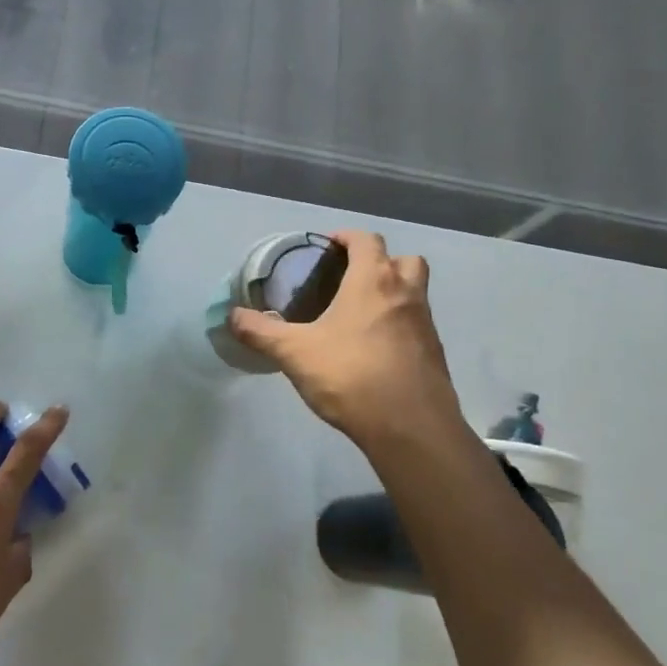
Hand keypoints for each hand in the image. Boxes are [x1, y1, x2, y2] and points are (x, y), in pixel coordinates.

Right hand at [229, 231, 460, 451]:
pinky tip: (374, 348)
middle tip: (350, 278)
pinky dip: (399, 324)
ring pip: (415, 291)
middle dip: (379, 261)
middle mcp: (405, 293)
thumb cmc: (350, 376)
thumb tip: (232, 316)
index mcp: (373, 281)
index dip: (346, 237)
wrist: (410, 428)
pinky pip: (417, 324)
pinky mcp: (434, 353)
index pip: (366, 240)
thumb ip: (261, 332)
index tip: (326, 247)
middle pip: (403, 259)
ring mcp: (425, 323)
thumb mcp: (295, 353)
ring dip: (393, 291)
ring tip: (360, 313)